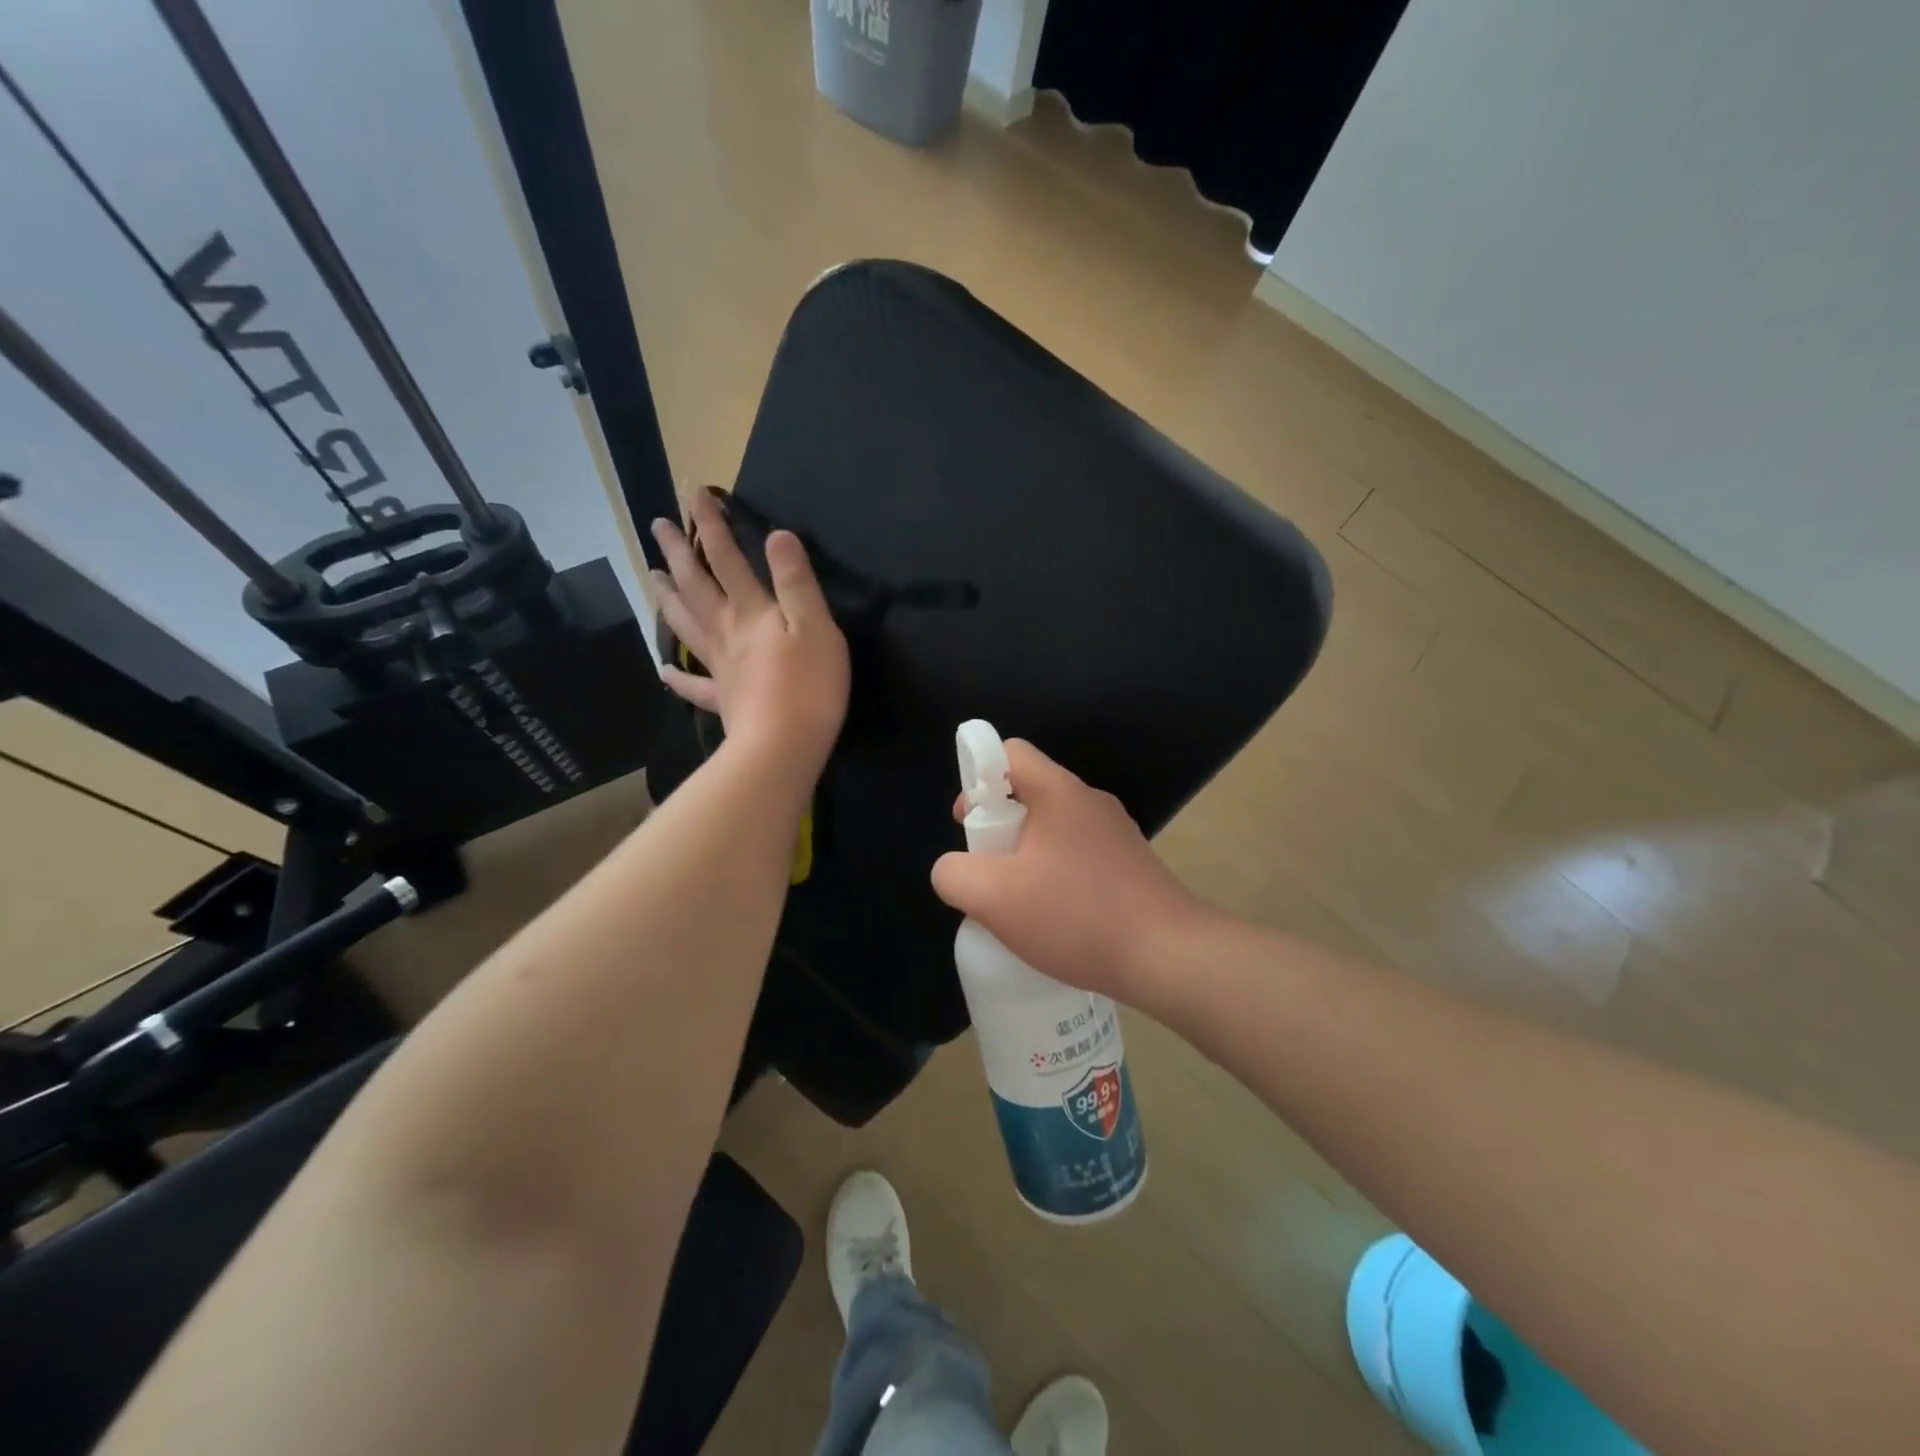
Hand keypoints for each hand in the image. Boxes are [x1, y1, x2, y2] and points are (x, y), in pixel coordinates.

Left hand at [650, 490, 849, 778]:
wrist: (783, 747)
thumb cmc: (809, 686)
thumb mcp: (816, 627)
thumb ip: (797, 582)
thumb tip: (778, 535)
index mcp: (751, 612)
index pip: (727, 558)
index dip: (712, 524)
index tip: (695, 490)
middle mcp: (727, 633)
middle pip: (696, 587)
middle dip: (677, 552)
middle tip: (656, 524)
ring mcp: (720, 668)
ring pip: (686, 626)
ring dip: (667, 598)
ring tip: (650, 576)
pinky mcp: (722, 700)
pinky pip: (693, 685)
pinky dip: (677, 676)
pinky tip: (663, 669)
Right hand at [930, 740, 1208, 1002]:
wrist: (1169, 956)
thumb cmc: (1076, 917)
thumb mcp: (993, 899)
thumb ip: (954, 875)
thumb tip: (954, 869)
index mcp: (1059, 792)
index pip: (1008, 752)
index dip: (976, 777)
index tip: (969, 823)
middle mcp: (1090, 801)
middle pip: (1029, 791)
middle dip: (997, 826)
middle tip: (989, 871)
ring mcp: (1116, 833)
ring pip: (1054, 828)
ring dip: (1026, 855)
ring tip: (1019, 902)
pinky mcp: (1131, 864)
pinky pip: (1078, 855)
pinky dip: (1056, 875)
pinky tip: (1055, 919)